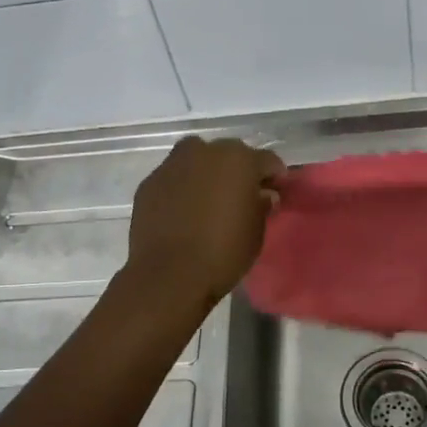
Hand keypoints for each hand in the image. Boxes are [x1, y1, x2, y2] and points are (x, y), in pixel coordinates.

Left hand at [126, 136, 284, 303]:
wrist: (168, 275)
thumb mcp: (256, 233)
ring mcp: (172, 165)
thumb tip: (262, 195)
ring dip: (206, 173)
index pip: (266, 160)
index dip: (274, 177)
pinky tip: (183, 210)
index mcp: (239, 160)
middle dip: (238, 171)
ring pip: (196, 160)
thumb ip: (261, 206)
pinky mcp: (149, 182)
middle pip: (229, 154)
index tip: (277, 192)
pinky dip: (181, 188)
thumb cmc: (223, 254)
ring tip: (209, 199)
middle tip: (242, 195)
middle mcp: (205, 152)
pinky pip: (173, 178)